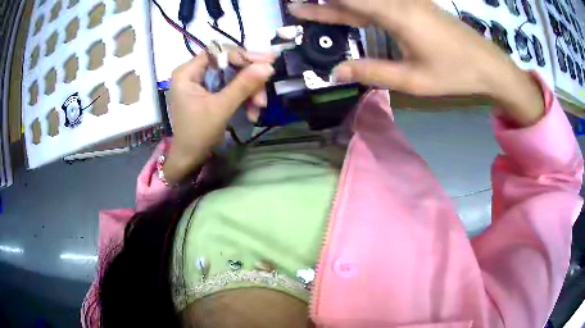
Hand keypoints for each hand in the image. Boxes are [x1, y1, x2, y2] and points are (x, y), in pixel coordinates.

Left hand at [164, 50, 273, 182]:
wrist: (189, 160)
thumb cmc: (198, 134)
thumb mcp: (221, 108)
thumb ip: (243, 85)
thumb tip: (268, 66)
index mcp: (187, 72)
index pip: (218, 52)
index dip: (243, 55)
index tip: (267, 62)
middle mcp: (193, 73)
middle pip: (228, 64)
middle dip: (248, 80)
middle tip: (263, 94)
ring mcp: (201, 83)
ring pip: (232, 77)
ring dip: (249, 91)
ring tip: (258, 109)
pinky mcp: (208, 93)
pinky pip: (230, 88)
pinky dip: (242, 98)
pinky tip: (251, 113)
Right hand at [290, 0, 544, 126]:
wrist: (487, 64)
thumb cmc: (454, 73)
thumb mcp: (413, 80)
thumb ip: (373, 72)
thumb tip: (337, 72)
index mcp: (396, 14)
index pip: (349, 0)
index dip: (321, 4)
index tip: (298, 6)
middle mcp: (399, 1)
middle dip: (325, 4)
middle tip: (298, 8)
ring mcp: (409, 1)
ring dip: (342, 4)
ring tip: (320, 10)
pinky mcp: (416, 5)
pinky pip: (381, 2)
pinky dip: (361, 6)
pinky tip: (353, 11)